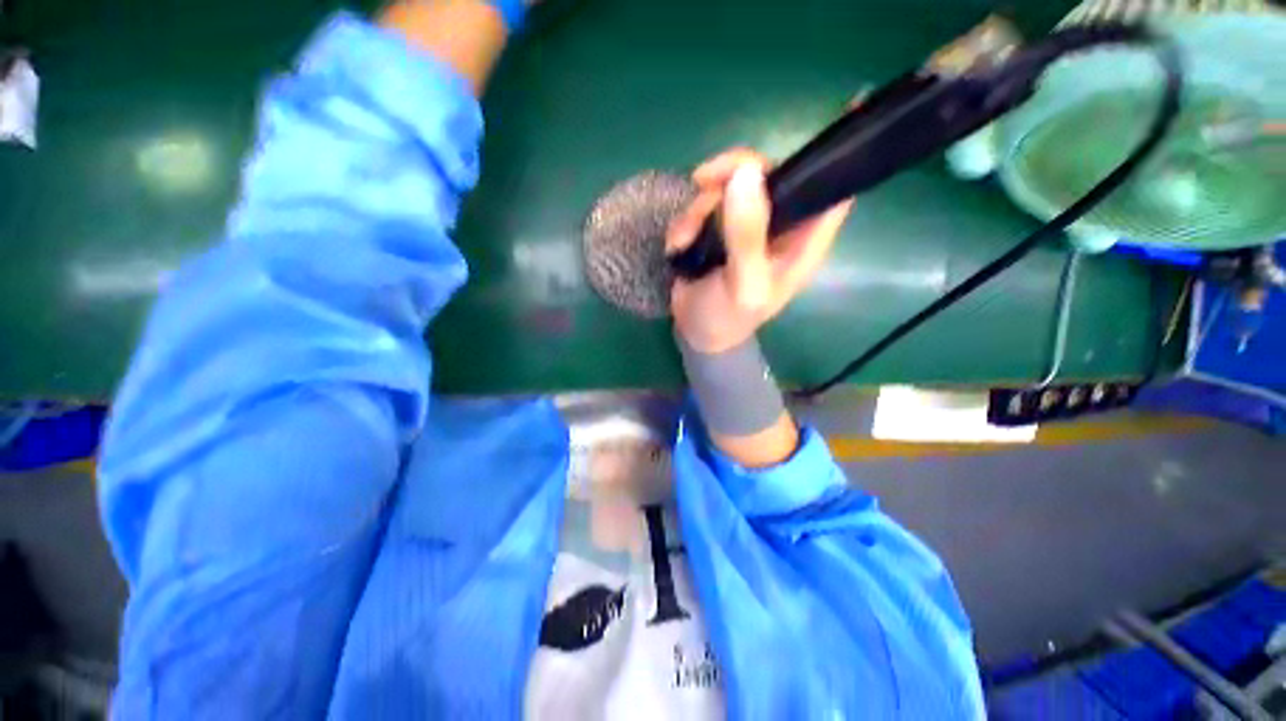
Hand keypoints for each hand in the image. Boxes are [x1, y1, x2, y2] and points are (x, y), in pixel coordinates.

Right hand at [667, 149, 854, 353]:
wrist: (695, 332)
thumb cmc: (727, 318)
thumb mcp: (741, 285)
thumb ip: (747, 237)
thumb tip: (745, 174)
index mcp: (803, 241)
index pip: (834, 190)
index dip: (841, 153)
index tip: (848, 105)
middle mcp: (780, 225)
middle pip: (770, 172)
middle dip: (734, 175)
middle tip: (703, 183)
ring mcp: (748, 224)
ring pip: (730, 185)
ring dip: (700, 206)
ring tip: (685, 240)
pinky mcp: (719, 226)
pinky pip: (705, 202)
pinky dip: (687, 219)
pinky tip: (678, 245)